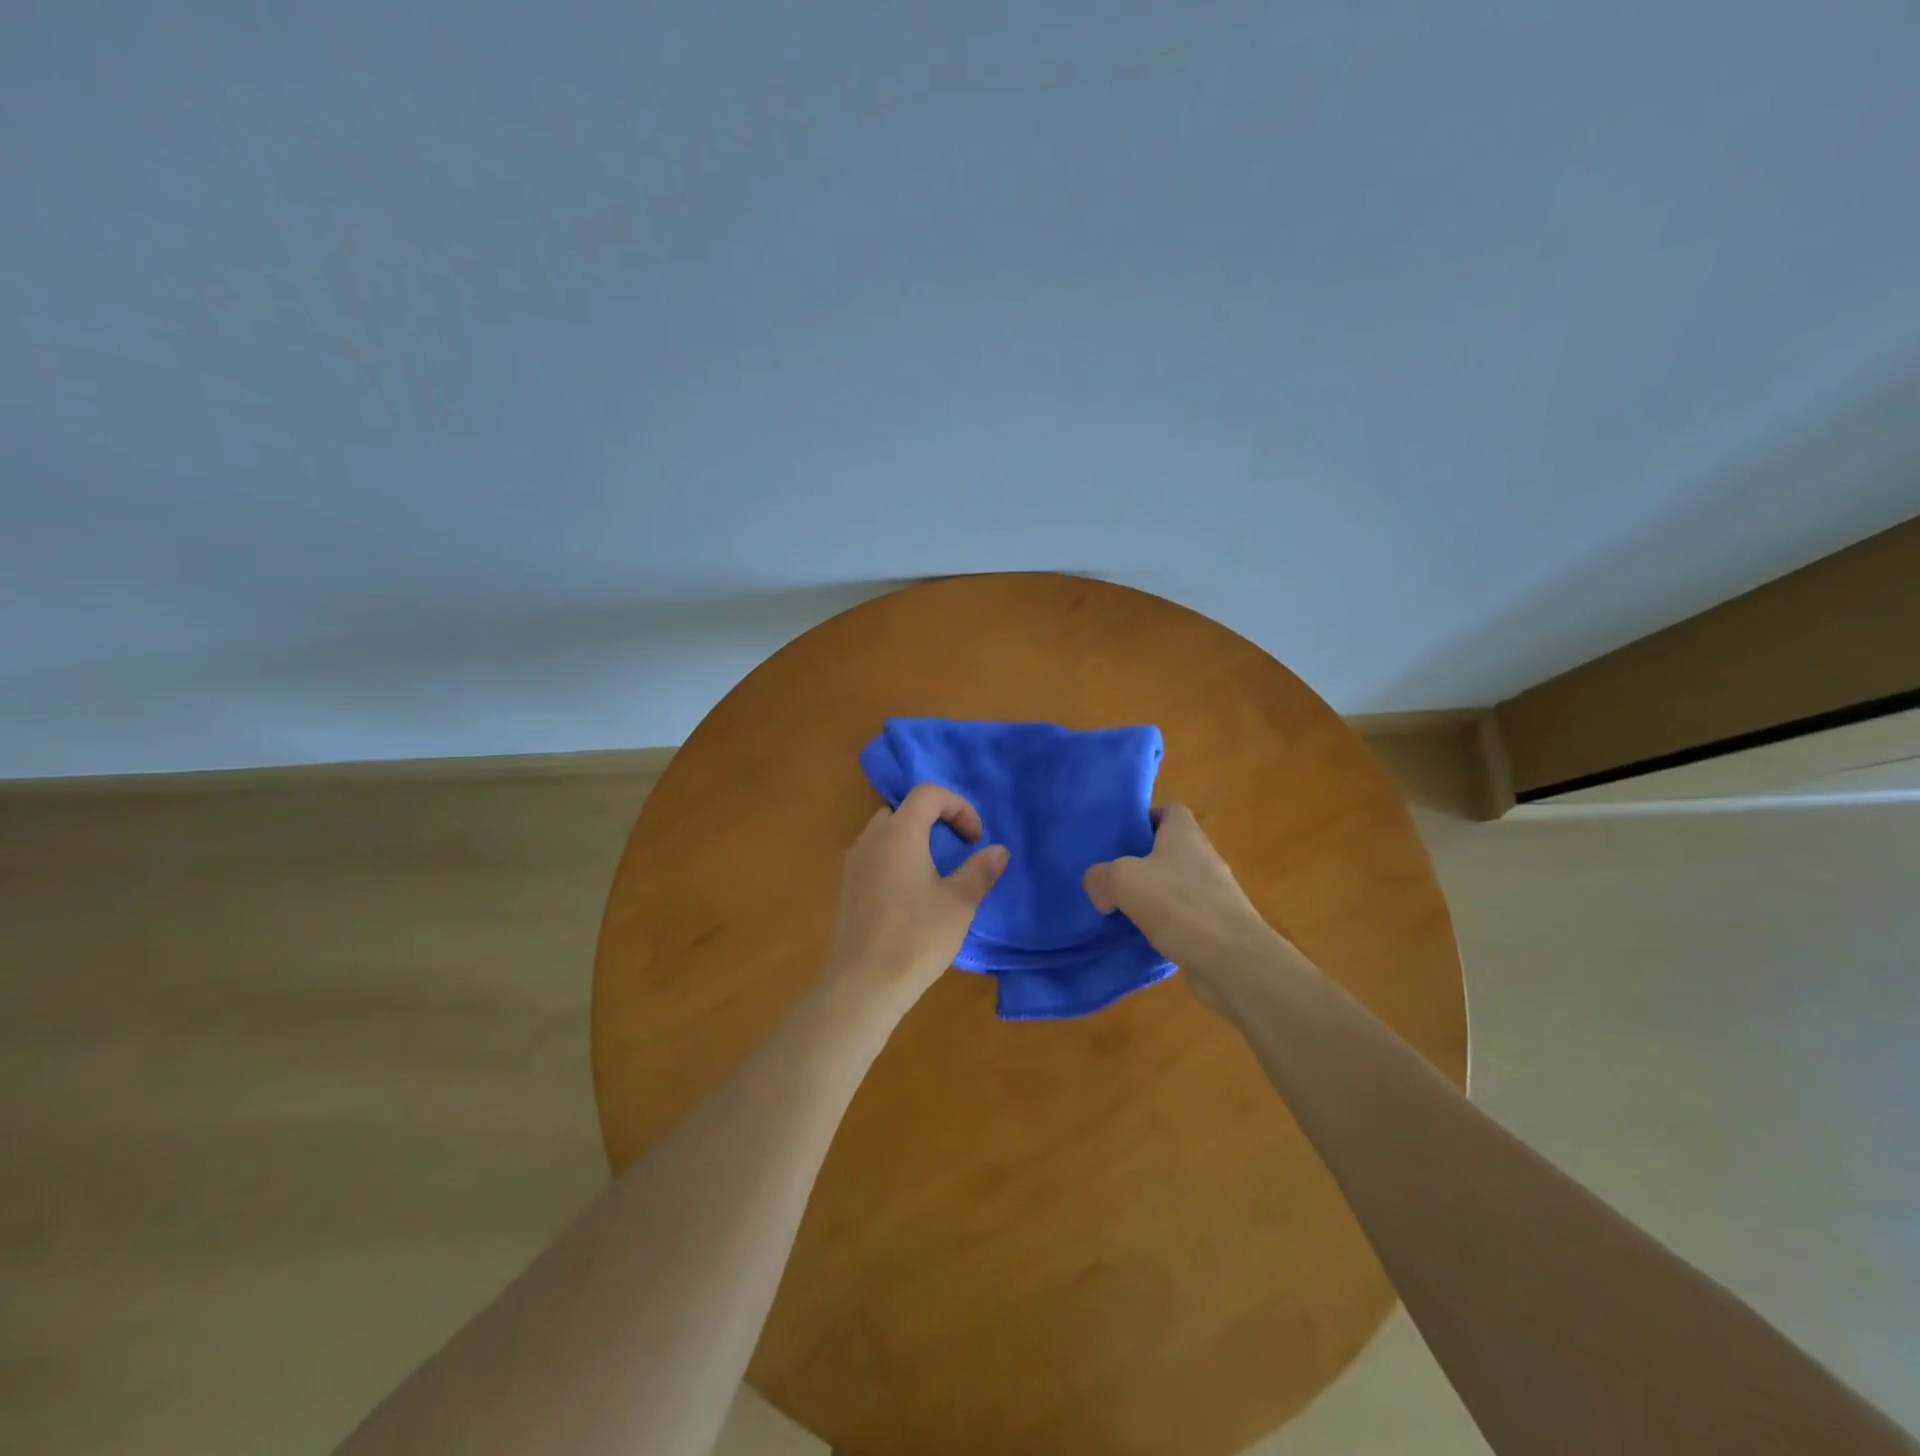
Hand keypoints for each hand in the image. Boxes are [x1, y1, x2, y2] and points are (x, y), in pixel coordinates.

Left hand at [821, 784, 1008, 1020]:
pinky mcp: (847, 887)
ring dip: (914, 840)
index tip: (974, 839)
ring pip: (886, 833)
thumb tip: (998, 851)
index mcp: (899, 834)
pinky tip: (910, 896)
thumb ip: (980, 871)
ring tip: (936, 873)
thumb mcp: (959, 904)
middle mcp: (871, 839)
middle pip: (904, 810)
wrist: (861, 985)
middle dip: (934, 821)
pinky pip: (874, 856)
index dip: (958, 806)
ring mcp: (853, 863)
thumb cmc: (915, 938)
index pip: (928, 794)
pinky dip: (896, 859)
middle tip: (956, 850)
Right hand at [1082, 804, 1282, 1000]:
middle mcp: (1203, 858)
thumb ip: (1101, 876)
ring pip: (1176, 885)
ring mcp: (1214, 893)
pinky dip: (1165, 923)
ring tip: (1122, 908)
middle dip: (1142, 861)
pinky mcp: (1217, 926)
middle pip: (1170, 849)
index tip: (1122, 837)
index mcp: (1185, 834)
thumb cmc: (1178, 905)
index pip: (1170, 810)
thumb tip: (1100, 889)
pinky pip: (1184, 916)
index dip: (1146, 818)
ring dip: (1153, 895)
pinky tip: (1144, 937)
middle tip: (1113, 875)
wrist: (1232, 961)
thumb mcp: (1122, 880)